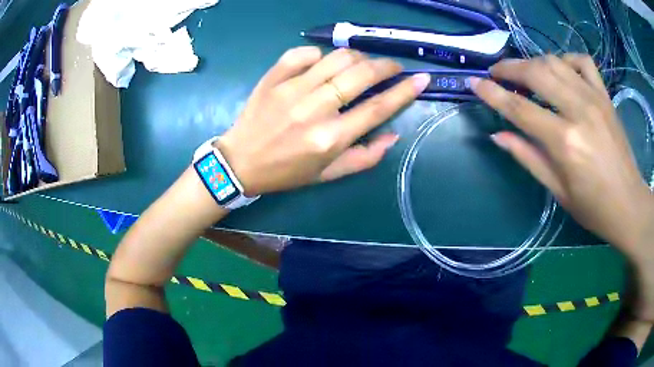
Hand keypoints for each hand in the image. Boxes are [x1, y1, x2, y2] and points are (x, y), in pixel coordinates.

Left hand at [217, 46, 429, 194]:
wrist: (240, 162)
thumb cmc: (287, 171)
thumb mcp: (328, 174)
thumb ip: (365, 157)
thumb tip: (393, 134)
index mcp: (330, 138)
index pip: (378, 107)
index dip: (405, 90)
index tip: (421, 78)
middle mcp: (314, 109)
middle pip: (361, 74)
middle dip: (385, 66)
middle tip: (391, 68)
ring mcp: (291, 89)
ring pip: (337, 58)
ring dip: (357, 58)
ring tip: (359, 66)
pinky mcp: (273, 77)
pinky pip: (304, 53)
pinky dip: (319, 55)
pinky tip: (321, 65)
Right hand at [471, 54, 653, 320]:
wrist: (628, 204)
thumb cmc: (593, 207)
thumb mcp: (558, 190)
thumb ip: (528, 157)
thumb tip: (498, 136)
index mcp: (565, 142)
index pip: (520, 108)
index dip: (493, 94)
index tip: (474, 83)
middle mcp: (578, 111)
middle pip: (536, 73)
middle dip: (510, 68)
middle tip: (497, 73)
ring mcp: (594, 98)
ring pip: (555, 62)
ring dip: (533, 62)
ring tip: (525, 73)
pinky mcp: (605, 96)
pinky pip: (582, 62)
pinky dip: (566, 60)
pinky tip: (561, 71)